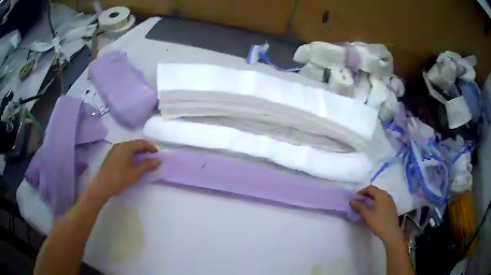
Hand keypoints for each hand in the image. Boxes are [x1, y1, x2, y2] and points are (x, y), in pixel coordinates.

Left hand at [88, 140, 160, 201]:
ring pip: (129, 146)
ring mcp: (115, 149)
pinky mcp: (111, 154)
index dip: (150, 147)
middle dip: (144, 148)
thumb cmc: (120, 179)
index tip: (157, 152)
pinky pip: (124, 150)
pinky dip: (131, 153)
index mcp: (126, 147)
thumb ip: (147, 166)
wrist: (103, 185)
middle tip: (151, 154)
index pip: (141, 143)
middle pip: (135, 143)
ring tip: (144, 157)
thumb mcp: (135, 173)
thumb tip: (158, 161)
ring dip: (137, 150)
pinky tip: (133, 160)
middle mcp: (120, 145)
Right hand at [349, 186, 402, 244]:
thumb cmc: (379, 222)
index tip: (355, 199)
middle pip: (375, 191)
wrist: (391, 232)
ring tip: (364, 208)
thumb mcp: (367, 215)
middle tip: (358, 203)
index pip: (370, 188)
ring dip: (371, 200)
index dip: (361, 192)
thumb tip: (351, 201)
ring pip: (379, 197)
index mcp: (381, 194)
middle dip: (366, 196)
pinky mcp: (392, 207)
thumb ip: (359, 207)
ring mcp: (390, 201)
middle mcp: (387, 195)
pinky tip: (373, 212)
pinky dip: (376, 203)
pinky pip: (383, 201)